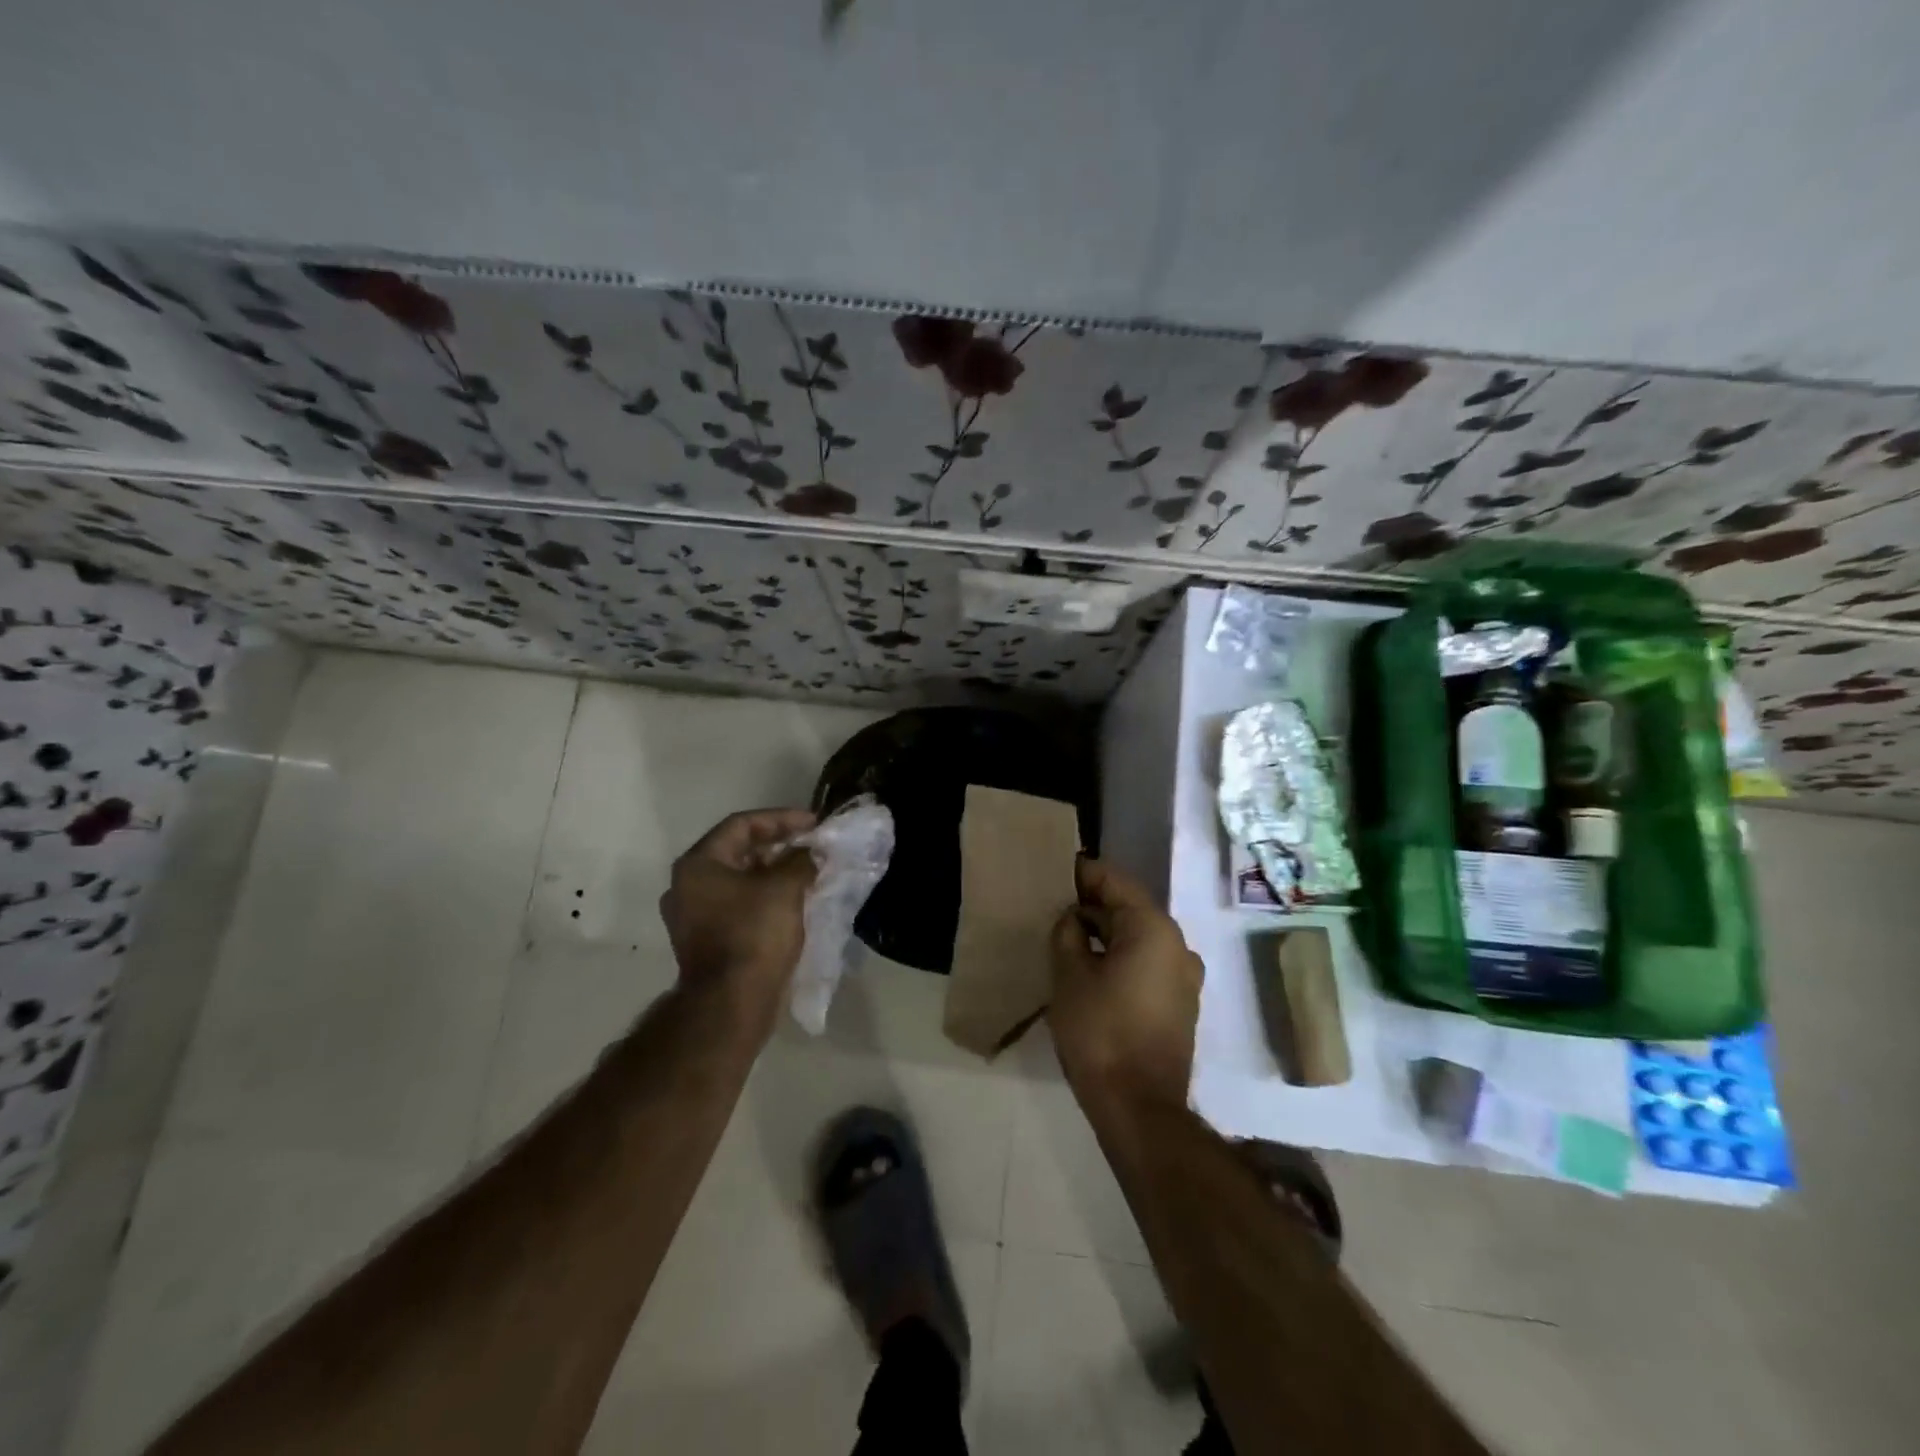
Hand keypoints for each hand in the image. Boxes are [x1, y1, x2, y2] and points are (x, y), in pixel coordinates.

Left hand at [660, 808, 816, 1028]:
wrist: (731, 1003)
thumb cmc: (754, 934)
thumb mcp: (785, 888)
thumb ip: (800, 860)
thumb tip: (809, 853)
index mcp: (698, 865)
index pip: (742, 824)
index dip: (781, 819)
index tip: (814, 824)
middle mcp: (687, 885)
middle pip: (737, 851)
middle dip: (778, 846)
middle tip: (811, 846)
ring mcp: (692, 915)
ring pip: (738, 880)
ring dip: (773, 872)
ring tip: (807, 871)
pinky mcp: (704, 939)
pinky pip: (737, 904)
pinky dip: (764, 896)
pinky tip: (792, 900)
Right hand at [1048, 859, 1202, 1115]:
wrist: (1140, 1107)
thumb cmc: (1100, 1033)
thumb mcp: (1069, 976)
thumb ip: (1068, 934)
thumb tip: (1073, 918)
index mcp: (1153, 928)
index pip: (1115, 882)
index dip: (1084, 873)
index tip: (1058, 871)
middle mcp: (1178, 944)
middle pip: (1131, 908)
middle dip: (1094, 905)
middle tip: (1057, 906)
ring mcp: (1184, 977)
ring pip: (1140, 938)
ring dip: (1107, 933)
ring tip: (1070, 937)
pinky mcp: (1181, 1004)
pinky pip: (1149, 963)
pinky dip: (1123, 957)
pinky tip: (1094, 969)